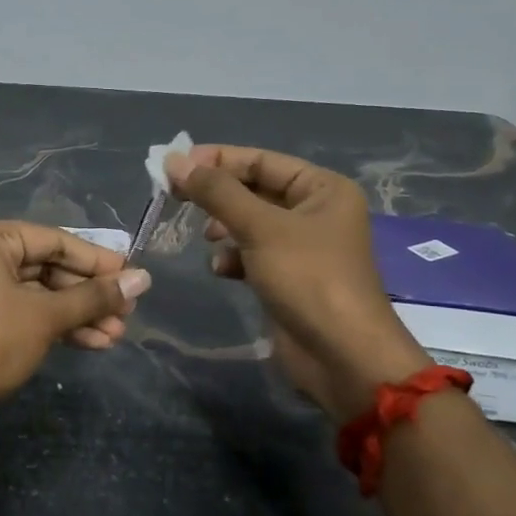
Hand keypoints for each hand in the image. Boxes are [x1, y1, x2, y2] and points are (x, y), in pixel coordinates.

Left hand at [0, 221, 150, 434]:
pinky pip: (23, 313)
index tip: (131, 277)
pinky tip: (93, 342)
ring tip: (117, 335)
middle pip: (47, 268)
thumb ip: (95, 296)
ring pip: (37, 295)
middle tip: (127, 312)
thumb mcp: (47, 316)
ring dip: (77, 314)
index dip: (97, 261)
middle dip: (88, 295)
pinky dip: (54, 326)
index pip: (54, 241)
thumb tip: (144, 278)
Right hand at [166, 145, 430, 419]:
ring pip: (249, 223)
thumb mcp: (260, 228)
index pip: (261, 160)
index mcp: (322, 189)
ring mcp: (302, 247)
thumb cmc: (308, 278)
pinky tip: (220, 270)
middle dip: (217, 194)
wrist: (341, 356)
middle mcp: (315, 212)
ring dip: (223, 227)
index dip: (217, 160)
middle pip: (254, 190)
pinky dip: (233, 257)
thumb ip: (216, 192)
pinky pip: (252, 254)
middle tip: (174, 196)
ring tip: (205, 236)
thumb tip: (173, 161)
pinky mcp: (288, 277)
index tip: (174, 165)